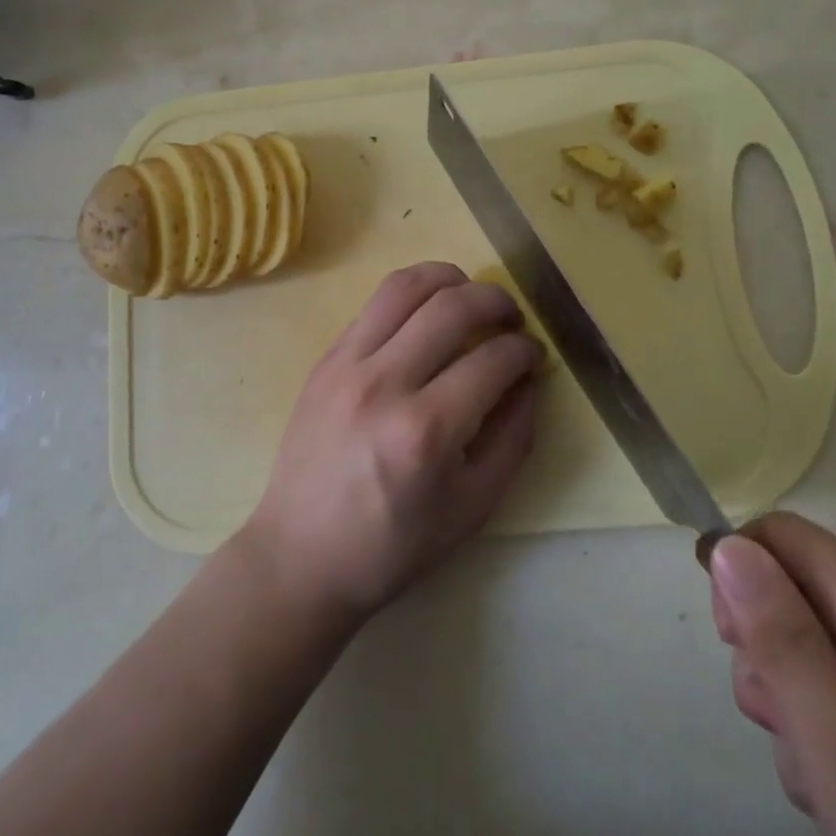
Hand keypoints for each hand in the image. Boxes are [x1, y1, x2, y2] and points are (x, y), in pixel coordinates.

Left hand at [239, 262, 541, 624]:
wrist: (301, 556)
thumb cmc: (393, 546)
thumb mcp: (473, 507)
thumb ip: (513, 438)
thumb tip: (528, 381)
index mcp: (426, 430)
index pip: (492, 360)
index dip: (525, 350)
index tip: (534, 355)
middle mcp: (384, 383)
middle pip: (452, 306)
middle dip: (496, 301)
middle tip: (512, 319)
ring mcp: (347, 364)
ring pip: (405, 286)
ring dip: (450, 279)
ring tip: (470, 296)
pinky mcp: (325, 359)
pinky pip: (374, 304)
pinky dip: (411, 295)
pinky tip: (426, 314)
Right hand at [711, 513, 835, 835]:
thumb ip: (783, 645)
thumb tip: (728, 547)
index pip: (778, 534)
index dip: (739, 575)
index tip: (736, 648)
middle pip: (800, 589)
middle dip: (772, 654)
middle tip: (793, 738)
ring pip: (828, 640)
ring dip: (805, 699)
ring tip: (835, 784)